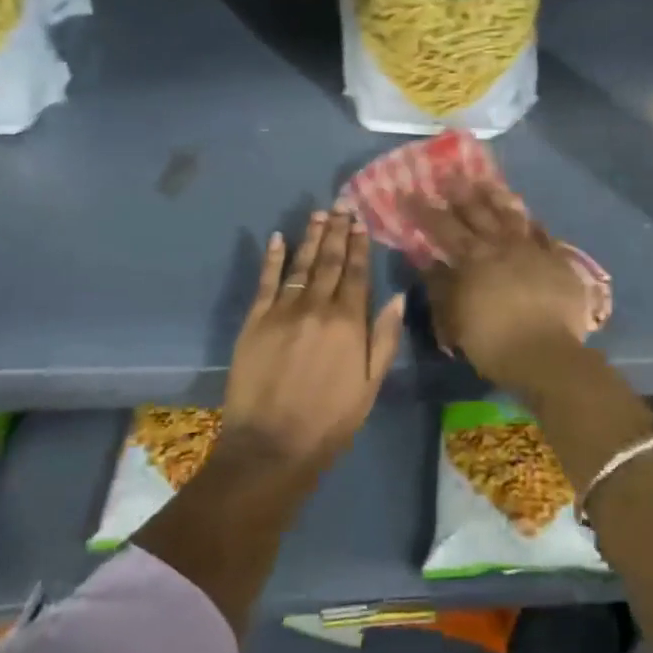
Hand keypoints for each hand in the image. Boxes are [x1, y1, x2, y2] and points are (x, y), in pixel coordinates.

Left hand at [220, 211, 404, 472]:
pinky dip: (272, 258)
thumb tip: (398, 297)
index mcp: (348, 322)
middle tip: (340, 206)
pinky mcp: (255, 321)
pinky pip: (266, 281)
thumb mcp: (370, 385)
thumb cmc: (330, 420)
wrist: (271, 446)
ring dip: (311, 238)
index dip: (359, 245)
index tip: (360, 222)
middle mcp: (317, 307)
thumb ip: (384, 338)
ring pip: (301, 265)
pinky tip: (278, 239)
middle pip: (330, 262)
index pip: (357, 273)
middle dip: (337, 232)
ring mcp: (283, 311)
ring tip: (318, 215)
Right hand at [409, 180, 592, 395]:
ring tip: (487, 182)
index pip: (443, 227)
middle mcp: (502, 245)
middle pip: (479, 211)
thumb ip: (441, 286)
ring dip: (498, 197)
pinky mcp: (558, 261)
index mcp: (473, 258)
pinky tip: (529, 217)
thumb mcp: (454, 318)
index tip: (408, 192)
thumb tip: (427, 261)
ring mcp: (532, 250)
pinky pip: (543, 235)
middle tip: (448, 173)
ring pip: (512, 215)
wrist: (547, 354)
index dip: (424, 209)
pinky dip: (533, 223)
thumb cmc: (493, 342)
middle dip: (460, 191)